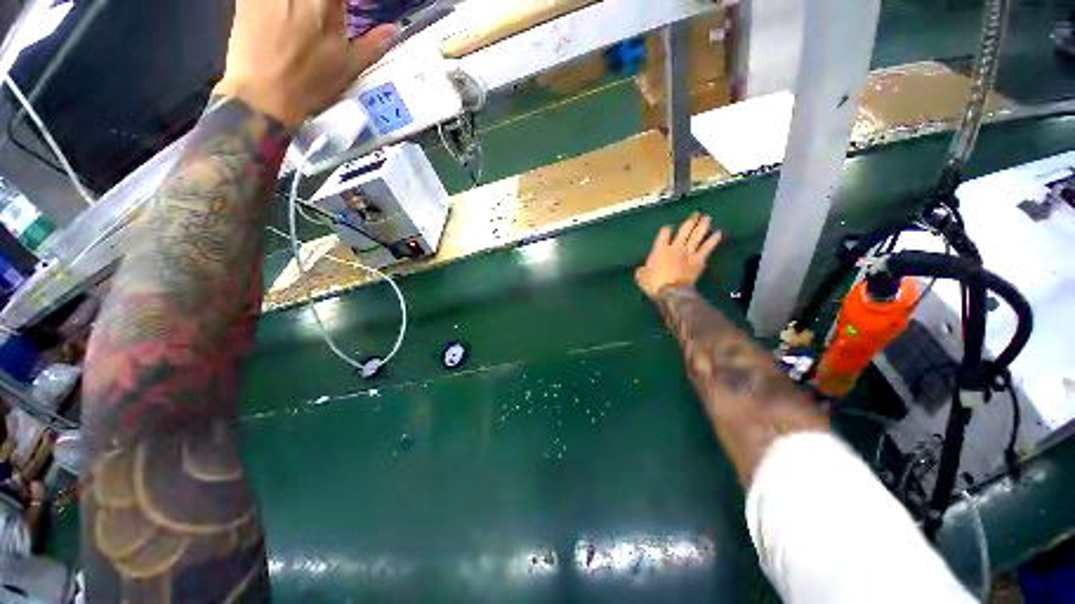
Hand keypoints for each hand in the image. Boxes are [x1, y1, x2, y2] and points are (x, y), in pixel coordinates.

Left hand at [215, 0, 396, 127]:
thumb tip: (392, 29)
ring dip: (306, 8)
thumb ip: (371, 43)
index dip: (341, 5)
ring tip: (307, 21)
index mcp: (327, 2)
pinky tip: (283, 18)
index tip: (346, 15)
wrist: (261, 96)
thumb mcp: (349, 68)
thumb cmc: (311, 84)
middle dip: (327, 7)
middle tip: (327, 18)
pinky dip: (280, 7)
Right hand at [636, 213, 722, 298]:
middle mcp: (675, 247)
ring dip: (703, 226)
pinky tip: (718, 233)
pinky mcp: (699, 261)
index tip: (668, 228)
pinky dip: (713, 240)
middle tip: (696, 213)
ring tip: (707, 217)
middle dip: (690, 221)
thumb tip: (643, 269)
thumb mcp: (641, 276)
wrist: (672, 292)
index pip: (664, 233)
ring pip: (697, 236)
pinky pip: (707, 248)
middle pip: (684, 230)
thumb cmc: (653, 284)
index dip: (666, 229)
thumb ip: (643, 269)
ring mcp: (688, 253)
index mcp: (659, 249)